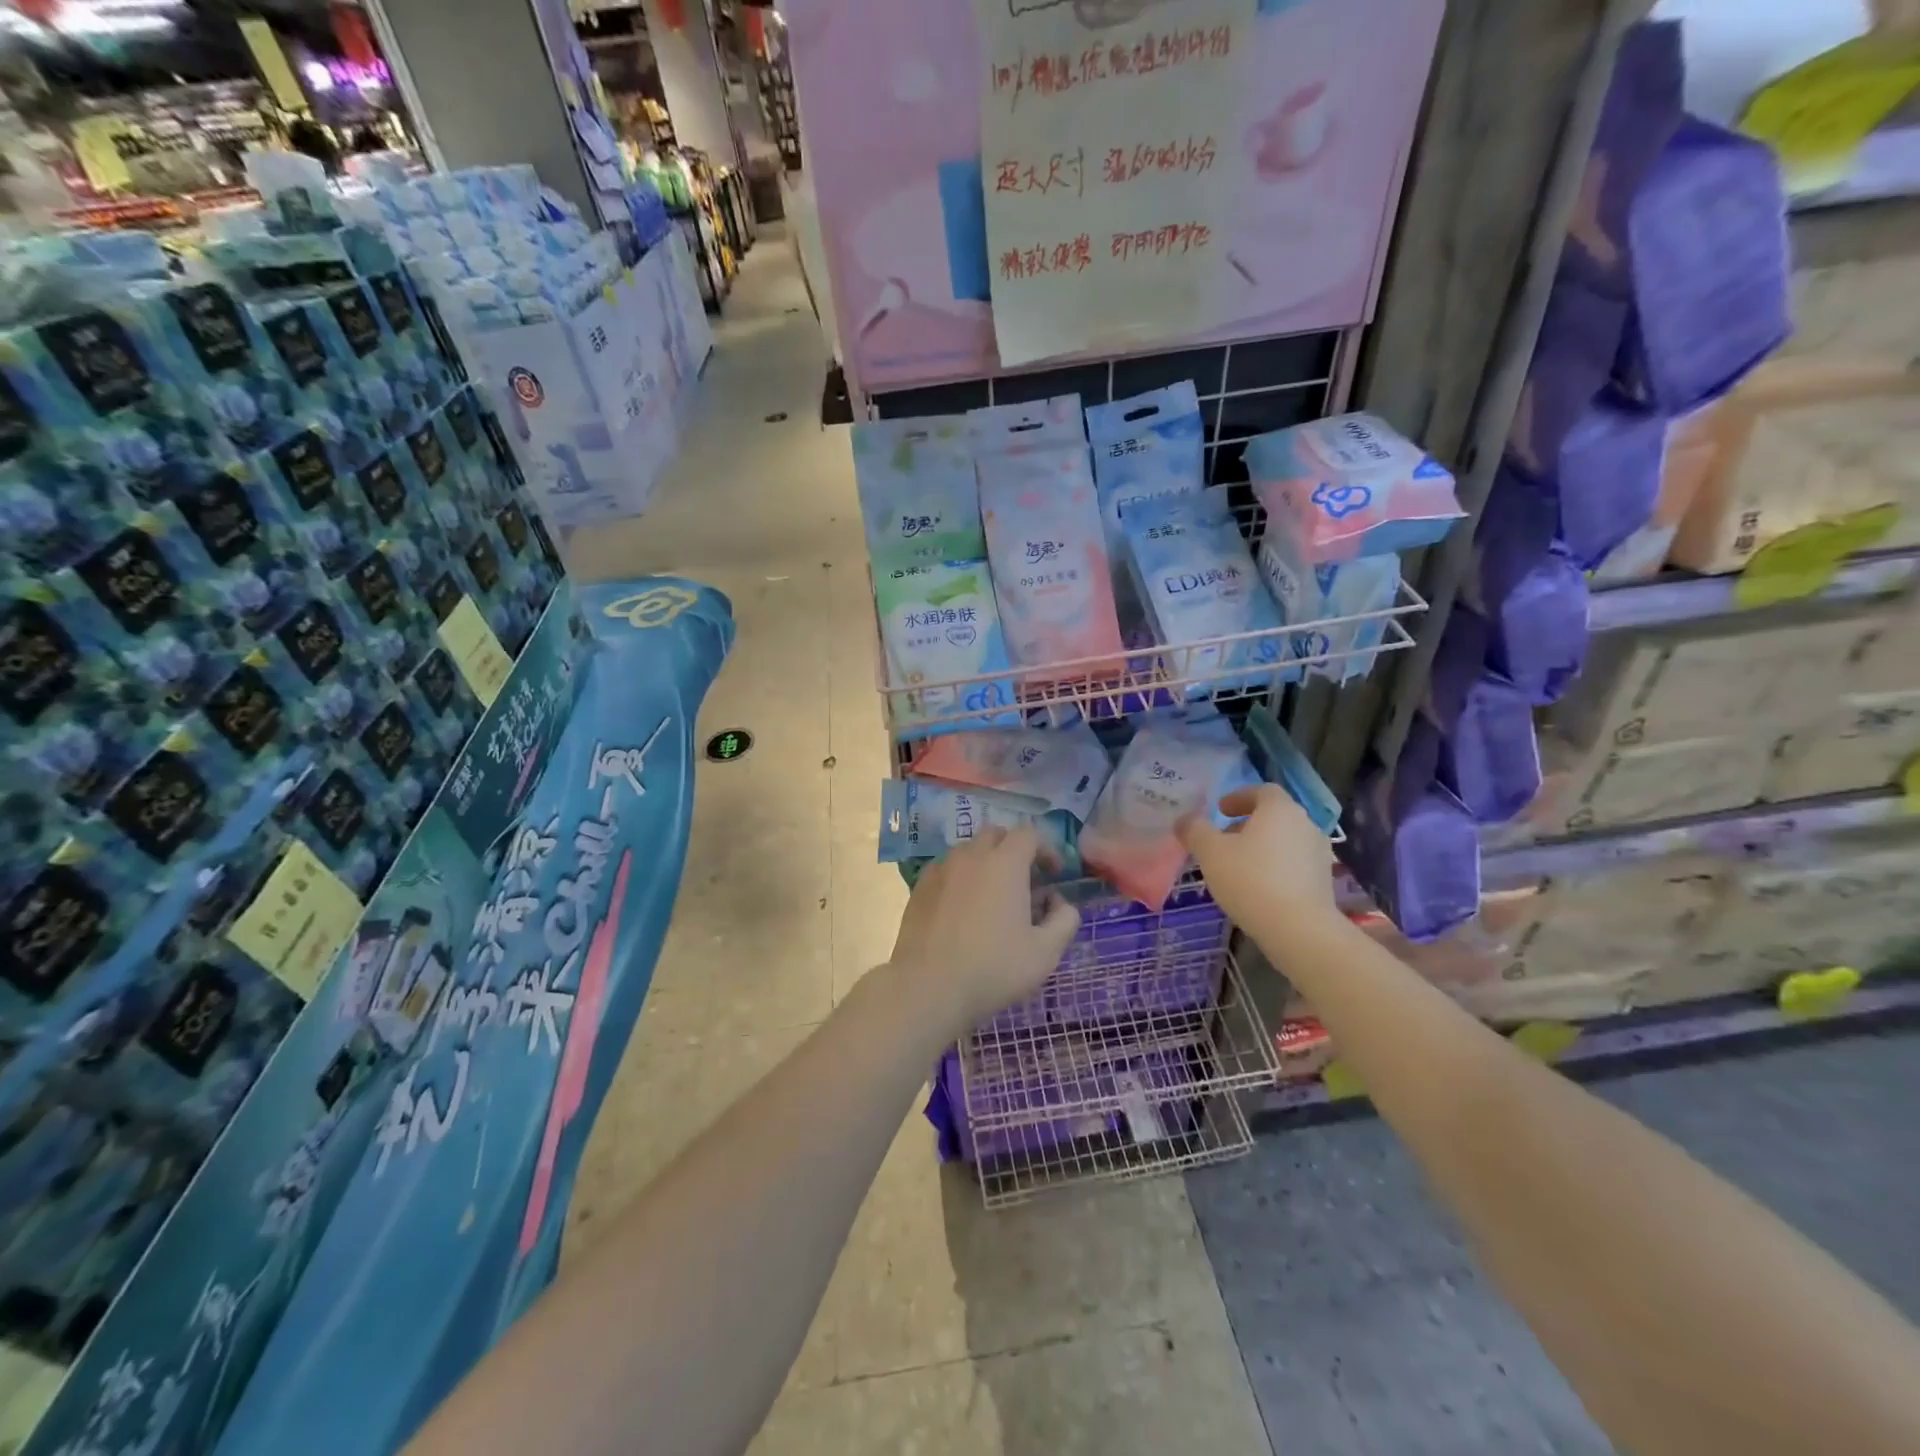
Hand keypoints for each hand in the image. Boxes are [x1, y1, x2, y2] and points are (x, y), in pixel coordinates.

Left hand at [887, 825, 1080, 1036]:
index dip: (1046, 850)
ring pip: (968, 850)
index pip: (1029, 834)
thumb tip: (1059, 902)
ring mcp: (941, 869)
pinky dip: (960, 878)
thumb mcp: (1045, 952)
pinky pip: (946, 869)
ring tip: (992, 897)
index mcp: (1005, 863)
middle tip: (1024, 882)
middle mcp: (971, 856)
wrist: (928, 987)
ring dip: (986, 863)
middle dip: (1014, 850)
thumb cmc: (993, 968)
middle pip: (996, 834)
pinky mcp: (919, 887)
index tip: (1054, 875)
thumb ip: (1064, 920)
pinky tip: (962, 909)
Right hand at [1177, 785, 1337, 939]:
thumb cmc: (1250, 879)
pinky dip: (1275, 867)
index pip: (1262, 791)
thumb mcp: (1210, 852)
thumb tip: (1185, 820)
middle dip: (1247, 824)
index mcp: (1280, 809)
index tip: (1220, 810)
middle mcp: (1305, 824)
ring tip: (1237, 867)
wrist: (1298, 928)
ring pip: (1284, 841)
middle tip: (1223, 841)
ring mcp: (1319, 853)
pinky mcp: (1324, 881)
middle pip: (1274, 816)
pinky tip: (1257, 888)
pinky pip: (1294, 864)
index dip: (1239, 797)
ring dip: (1262, 847)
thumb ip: (1195, 830)